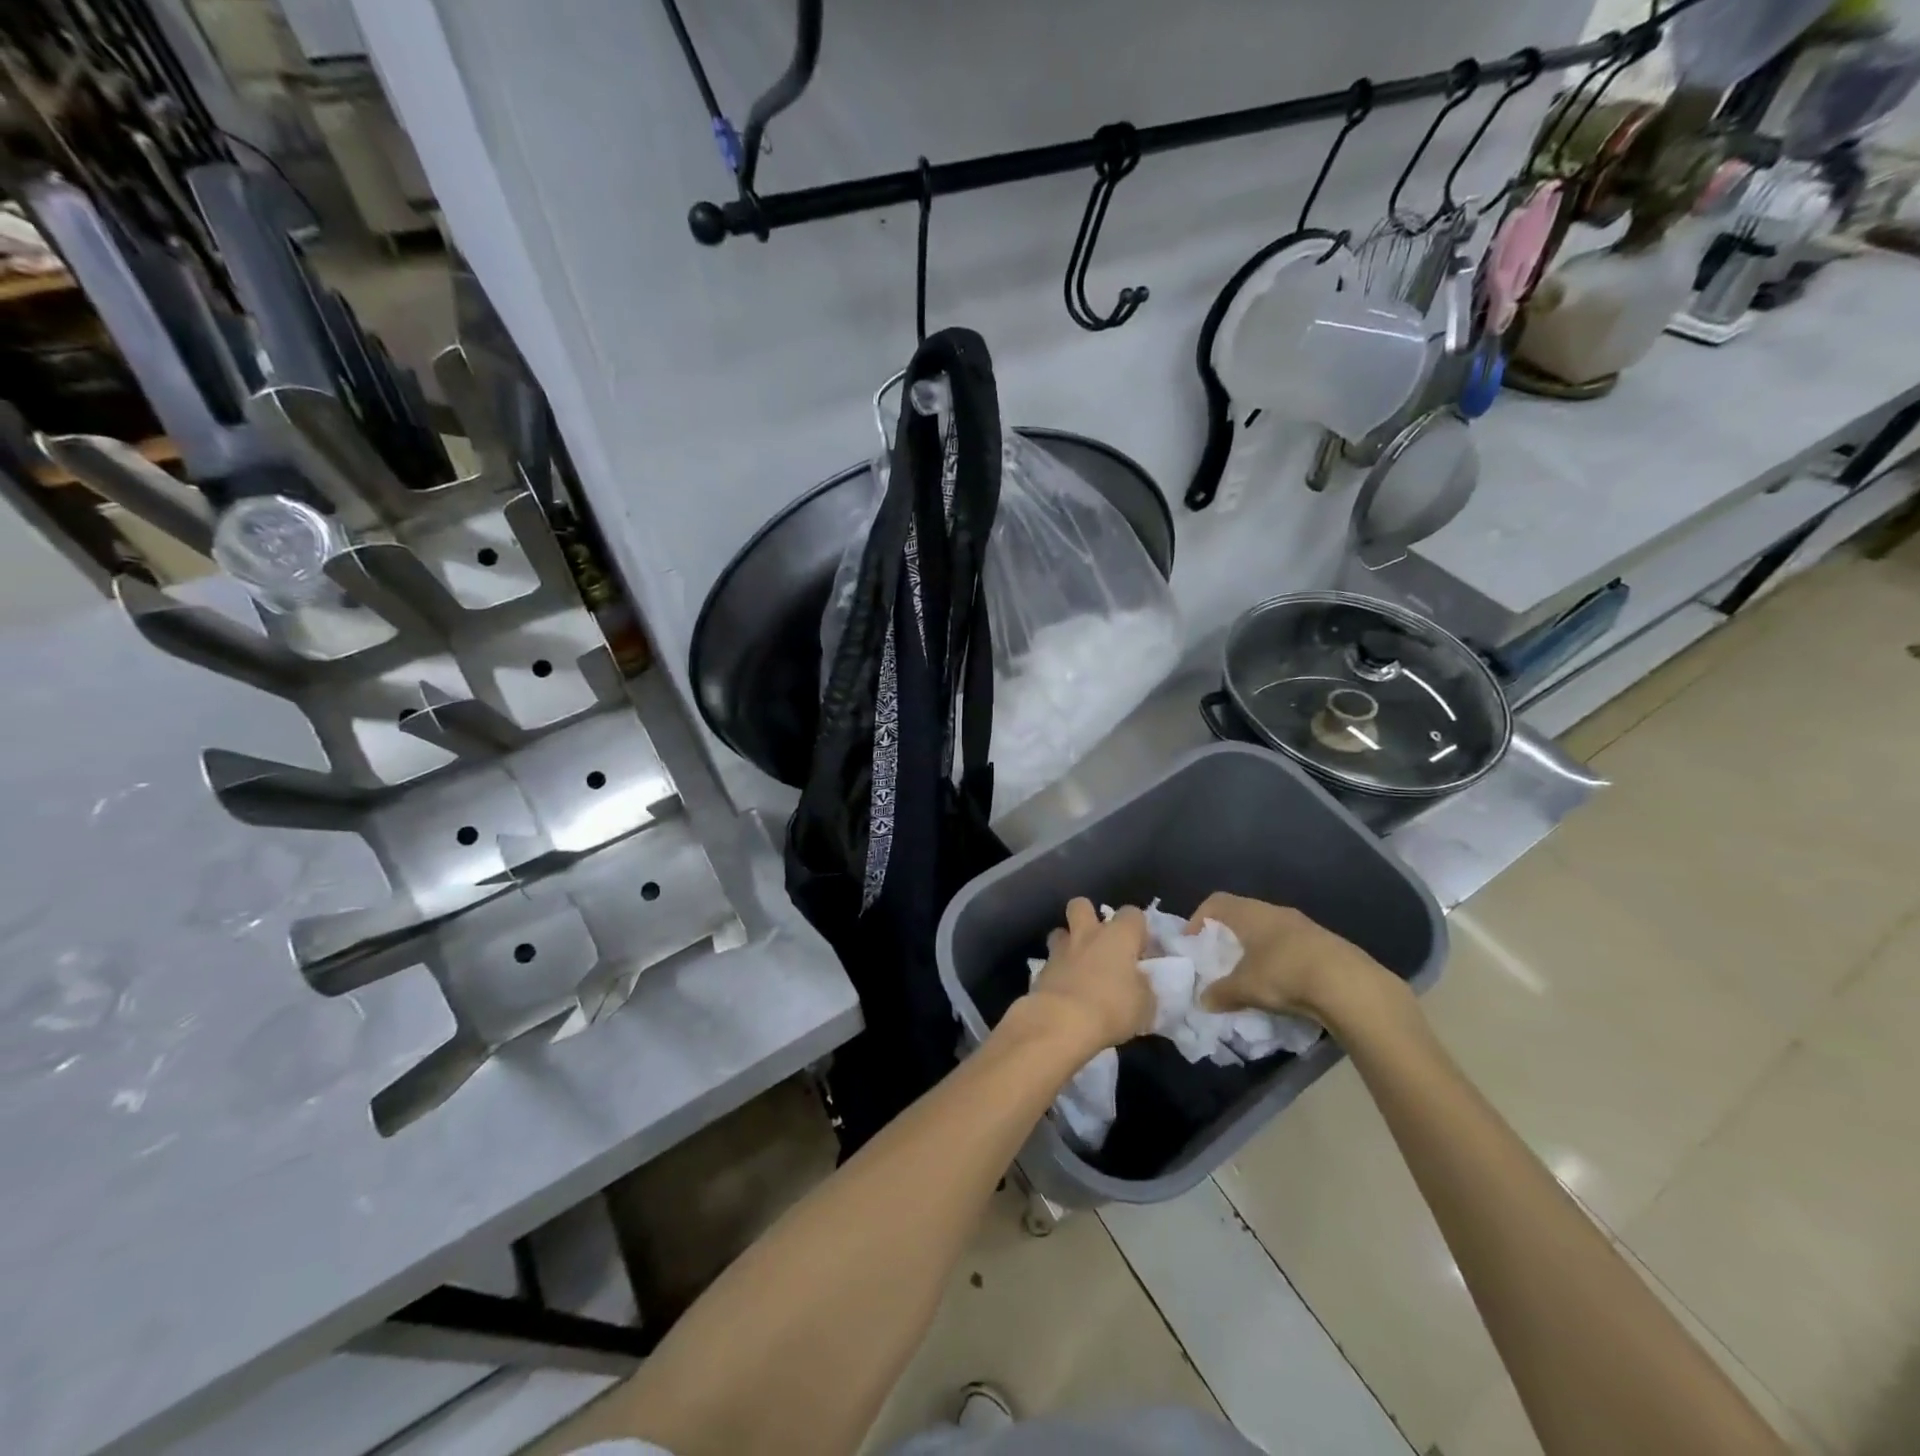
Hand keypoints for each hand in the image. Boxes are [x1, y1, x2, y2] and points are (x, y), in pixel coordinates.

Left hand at [1018, 898, 1154, 1053]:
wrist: (1062, 1022)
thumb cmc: (1112, 1009)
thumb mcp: (1145, 1005)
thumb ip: (1143, 986)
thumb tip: (1138, 980)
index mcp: (1118, 936)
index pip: (1132, 914)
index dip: (1137, 929)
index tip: (1140, 950)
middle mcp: (1087, 935)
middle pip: (1082, 905)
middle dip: (1088, 916)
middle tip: (1100, 943)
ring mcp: (1060, 950)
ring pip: (1060, 932)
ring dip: (1068, 943)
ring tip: (1078, 966)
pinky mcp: (1040, 971)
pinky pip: (1050, 963)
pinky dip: (1057, 972)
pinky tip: (1064, 991)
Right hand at [1190, 893, 1402, 1025]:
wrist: (1350, 985)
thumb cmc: (1284, 974)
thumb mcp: (1245, 988)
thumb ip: (1220, 993)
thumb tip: (1203, 1000)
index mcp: (1250, 914)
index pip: (1216, 902)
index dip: (1199, 918)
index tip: (1193, 941)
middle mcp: (1275, 912)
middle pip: (1243, 913)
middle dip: (1229, 935)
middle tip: (1220, 959)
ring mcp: (1304, 926)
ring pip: (1270, 930)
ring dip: (1257, 948)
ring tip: (1252, 974)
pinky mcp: (1326, 944)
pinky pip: (1293, 946)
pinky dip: (1281, 960)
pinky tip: (1284, 984)